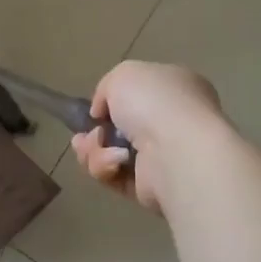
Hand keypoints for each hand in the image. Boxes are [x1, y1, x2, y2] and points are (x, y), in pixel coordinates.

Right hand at [71, 60, 223, 214]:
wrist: (177, 150)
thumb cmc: (154, 102)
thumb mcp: (122, 75)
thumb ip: (106, 89)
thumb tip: (102, 114)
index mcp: (175, 89)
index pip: (140, 94)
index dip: (112, 101)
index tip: (95, 109)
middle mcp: (172, 122)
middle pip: (120, 128)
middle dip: (95, 132)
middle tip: (84, 135)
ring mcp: (163, 156)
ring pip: (112, 153)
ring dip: (94, 150)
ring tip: (95, 147)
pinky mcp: (151, 186)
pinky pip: (116, 176)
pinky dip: (107, 168)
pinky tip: (112, 163)